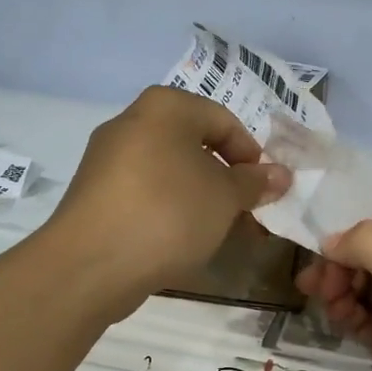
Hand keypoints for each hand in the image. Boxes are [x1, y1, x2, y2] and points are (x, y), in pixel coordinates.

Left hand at [46, 87, 291, 314]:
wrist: (91, 263)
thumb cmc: (169, 213)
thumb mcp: (226, 197)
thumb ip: (255, 182)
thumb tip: (280, 175)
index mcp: (165, 107)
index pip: (224, 121)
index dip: (251, 155)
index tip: (265, 190)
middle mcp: (132, 122)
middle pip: (195, 146)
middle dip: (226, 180)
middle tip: (247, 213)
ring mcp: (108, 159)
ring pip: (170, 172)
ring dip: (201, 198)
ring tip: (219, 231)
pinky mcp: (95, 194)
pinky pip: (145, 193)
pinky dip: (170, 209)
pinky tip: (182, 240)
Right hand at [295, 214, 371, 370]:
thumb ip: (370, 245)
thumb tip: (329, 241)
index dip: (347, 238)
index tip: (317, 259)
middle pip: (369, 255)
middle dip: (340, 268)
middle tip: (317, 289)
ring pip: (363, 286)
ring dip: (340, 292)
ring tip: (329, 307)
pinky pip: (365, 317)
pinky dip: (348, 315)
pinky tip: (340, 320)